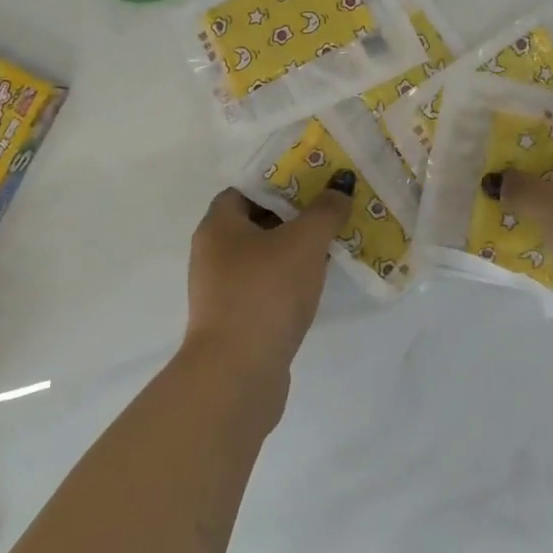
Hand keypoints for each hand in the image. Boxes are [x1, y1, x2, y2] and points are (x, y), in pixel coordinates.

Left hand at [183, 172, 355, 384]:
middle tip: (330, 207)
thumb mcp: (304, 241)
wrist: (238, 374)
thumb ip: (325, 210)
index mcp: (218, 225)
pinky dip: (289, 279)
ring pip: (264, 255)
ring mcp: (222, 289)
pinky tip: (317, 281)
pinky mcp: (236, 319)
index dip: (280, 180)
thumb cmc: (266, 292)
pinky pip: (266, 285)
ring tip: (332, 241)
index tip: (314, 179)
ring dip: (294, 248)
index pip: (247, 188)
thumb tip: (340, 186)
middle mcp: (213, 253)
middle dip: (294, 214)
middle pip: (256, 221)